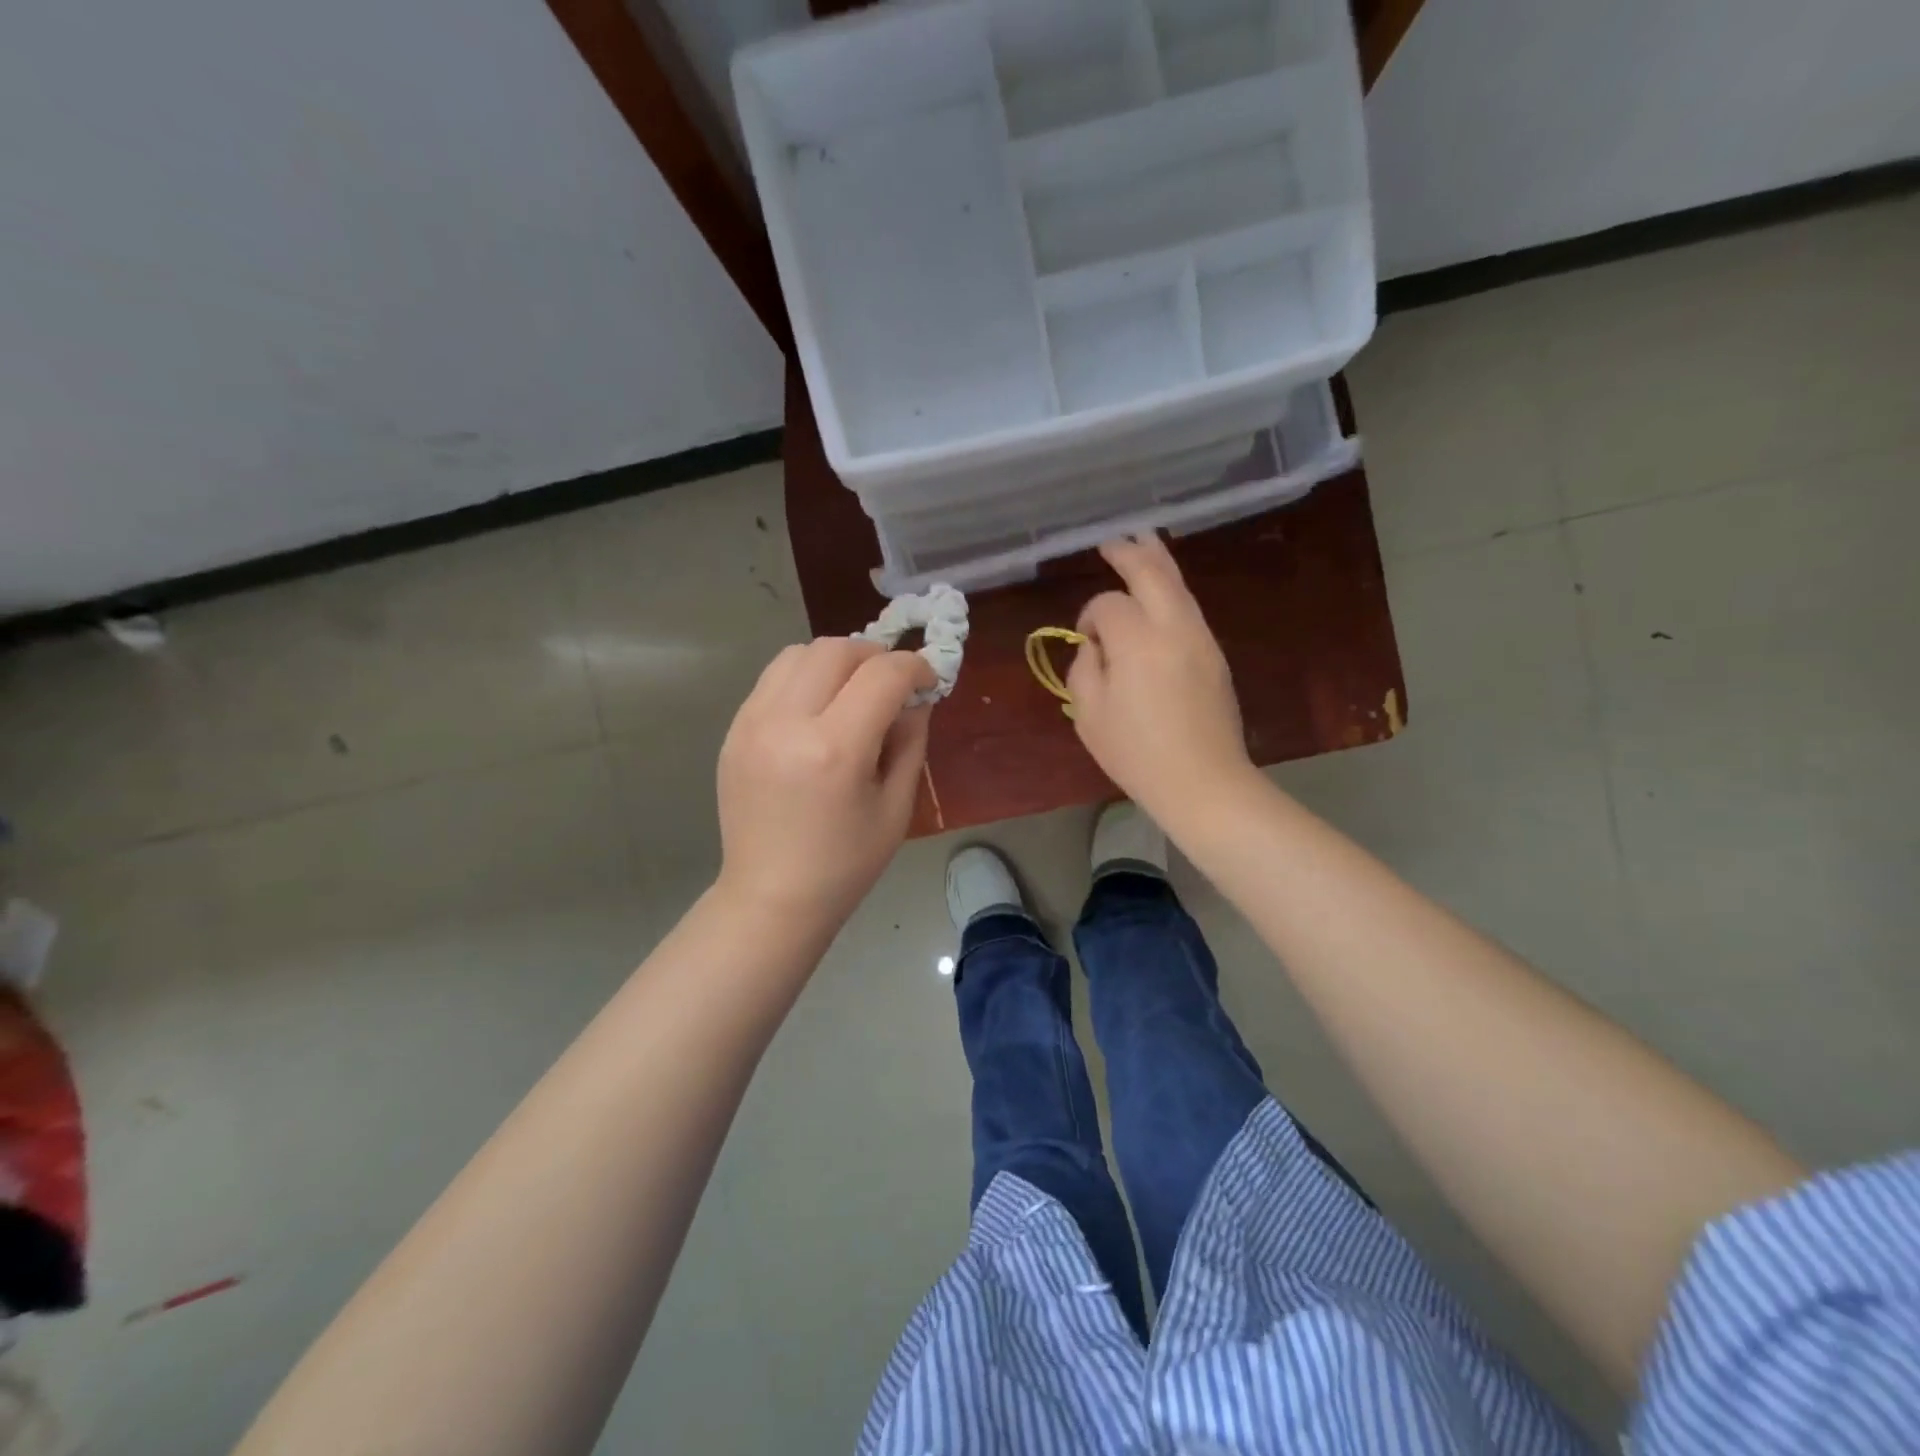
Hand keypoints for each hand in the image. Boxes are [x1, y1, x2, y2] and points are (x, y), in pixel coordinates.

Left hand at [715, 638, 934, 930]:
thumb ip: (910, 740)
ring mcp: (752, 723)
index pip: (883, 675)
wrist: (771, 898)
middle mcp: (787, 723)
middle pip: (836, 649)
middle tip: (892, 684)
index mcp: (835, 750)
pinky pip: (773, 679)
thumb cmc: (845, 864)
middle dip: (875, 656)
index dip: (915, 667)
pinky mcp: (734, 730)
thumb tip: (916, 697)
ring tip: (852, 691)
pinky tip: (818, 710)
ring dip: (836, 661)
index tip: (928, 680)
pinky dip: (804, 678)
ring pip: (799, 653)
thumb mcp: (896, 806)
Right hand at [1068, 534, 1253, 823]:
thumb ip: (1084, 669)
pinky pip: (1190, 607)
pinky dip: (1172, 589)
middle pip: (1153, 573)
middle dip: (1130, 553)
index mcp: (1137, 642)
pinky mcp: (1215, 654)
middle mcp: (1174, 628)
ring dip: (1158, 561)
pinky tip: (1162, 590)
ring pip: (1179, 585)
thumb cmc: (1137, 754)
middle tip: (1112, 541)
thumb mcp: (1089, 715)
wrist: (1203, 781)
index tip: (1084, 642)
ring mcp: (1201, 638)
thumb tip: (1094, 646)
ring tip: (1142, 543)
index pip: (1108, 605)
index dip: (1090, 617)